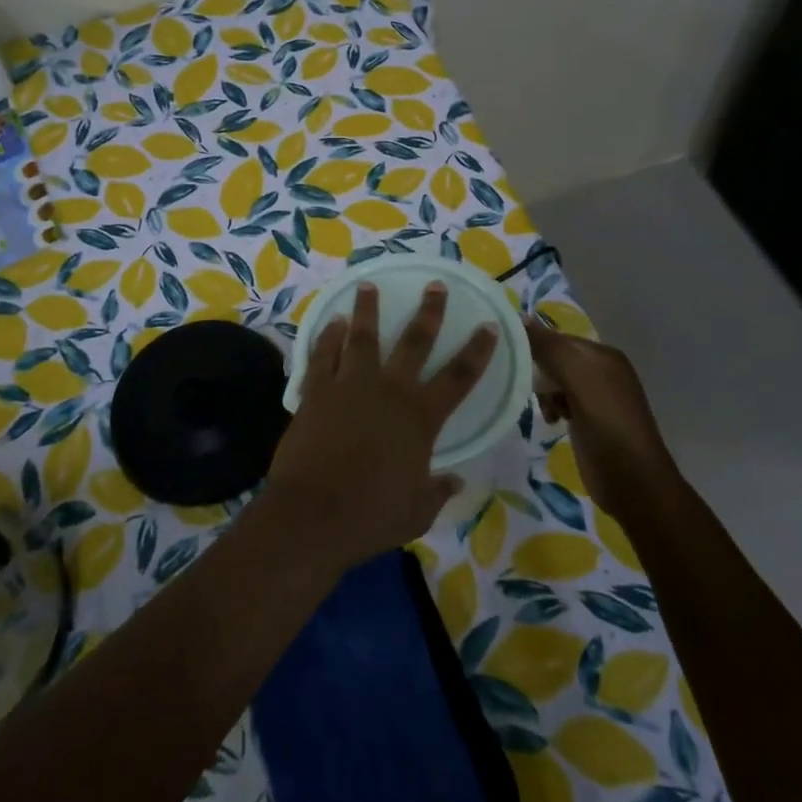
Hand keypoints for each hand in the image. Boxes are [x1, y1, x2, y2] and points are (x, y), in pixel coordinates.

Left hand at [265, 282, 498, 571]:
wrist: (312, 514)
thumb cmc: (371, 516)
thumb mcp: (416, 512)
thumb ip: (437, 491)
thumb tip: (455, 481)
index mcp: (421, 417)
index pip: (460, 376)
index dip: (478, 349)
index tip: (489, 325)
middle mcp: (389, 390)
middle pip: (414, 341)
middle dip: (428, 311)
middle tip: (435, 285)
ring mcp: (349, 385)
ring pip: (362, 336)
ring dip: (367, 309)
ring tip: (368, 285)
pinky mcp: (316, 391)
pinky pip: (323, 354)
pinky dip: (328, 336)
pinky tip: (333, 322)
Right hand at [526, 318, 671, 513]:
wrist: (633, 482)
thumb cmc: (607, 425)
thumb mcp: (578, 380)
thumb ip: (550, 348)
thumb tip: (520, 317)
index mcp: (603, 355)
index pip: (557, 338)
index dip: (534, 345)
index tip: (509, 359)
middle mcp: (602, 371)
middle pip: (555, 359)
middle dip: (539, 371)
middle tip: (527, 388)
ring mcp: (597, 397)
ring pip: (555, 381)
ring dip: (544, 392)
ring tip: (545, 409)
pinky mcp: (589, 420)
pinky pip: (561, 401)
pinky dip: (552, 407)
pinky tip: (551, 420)